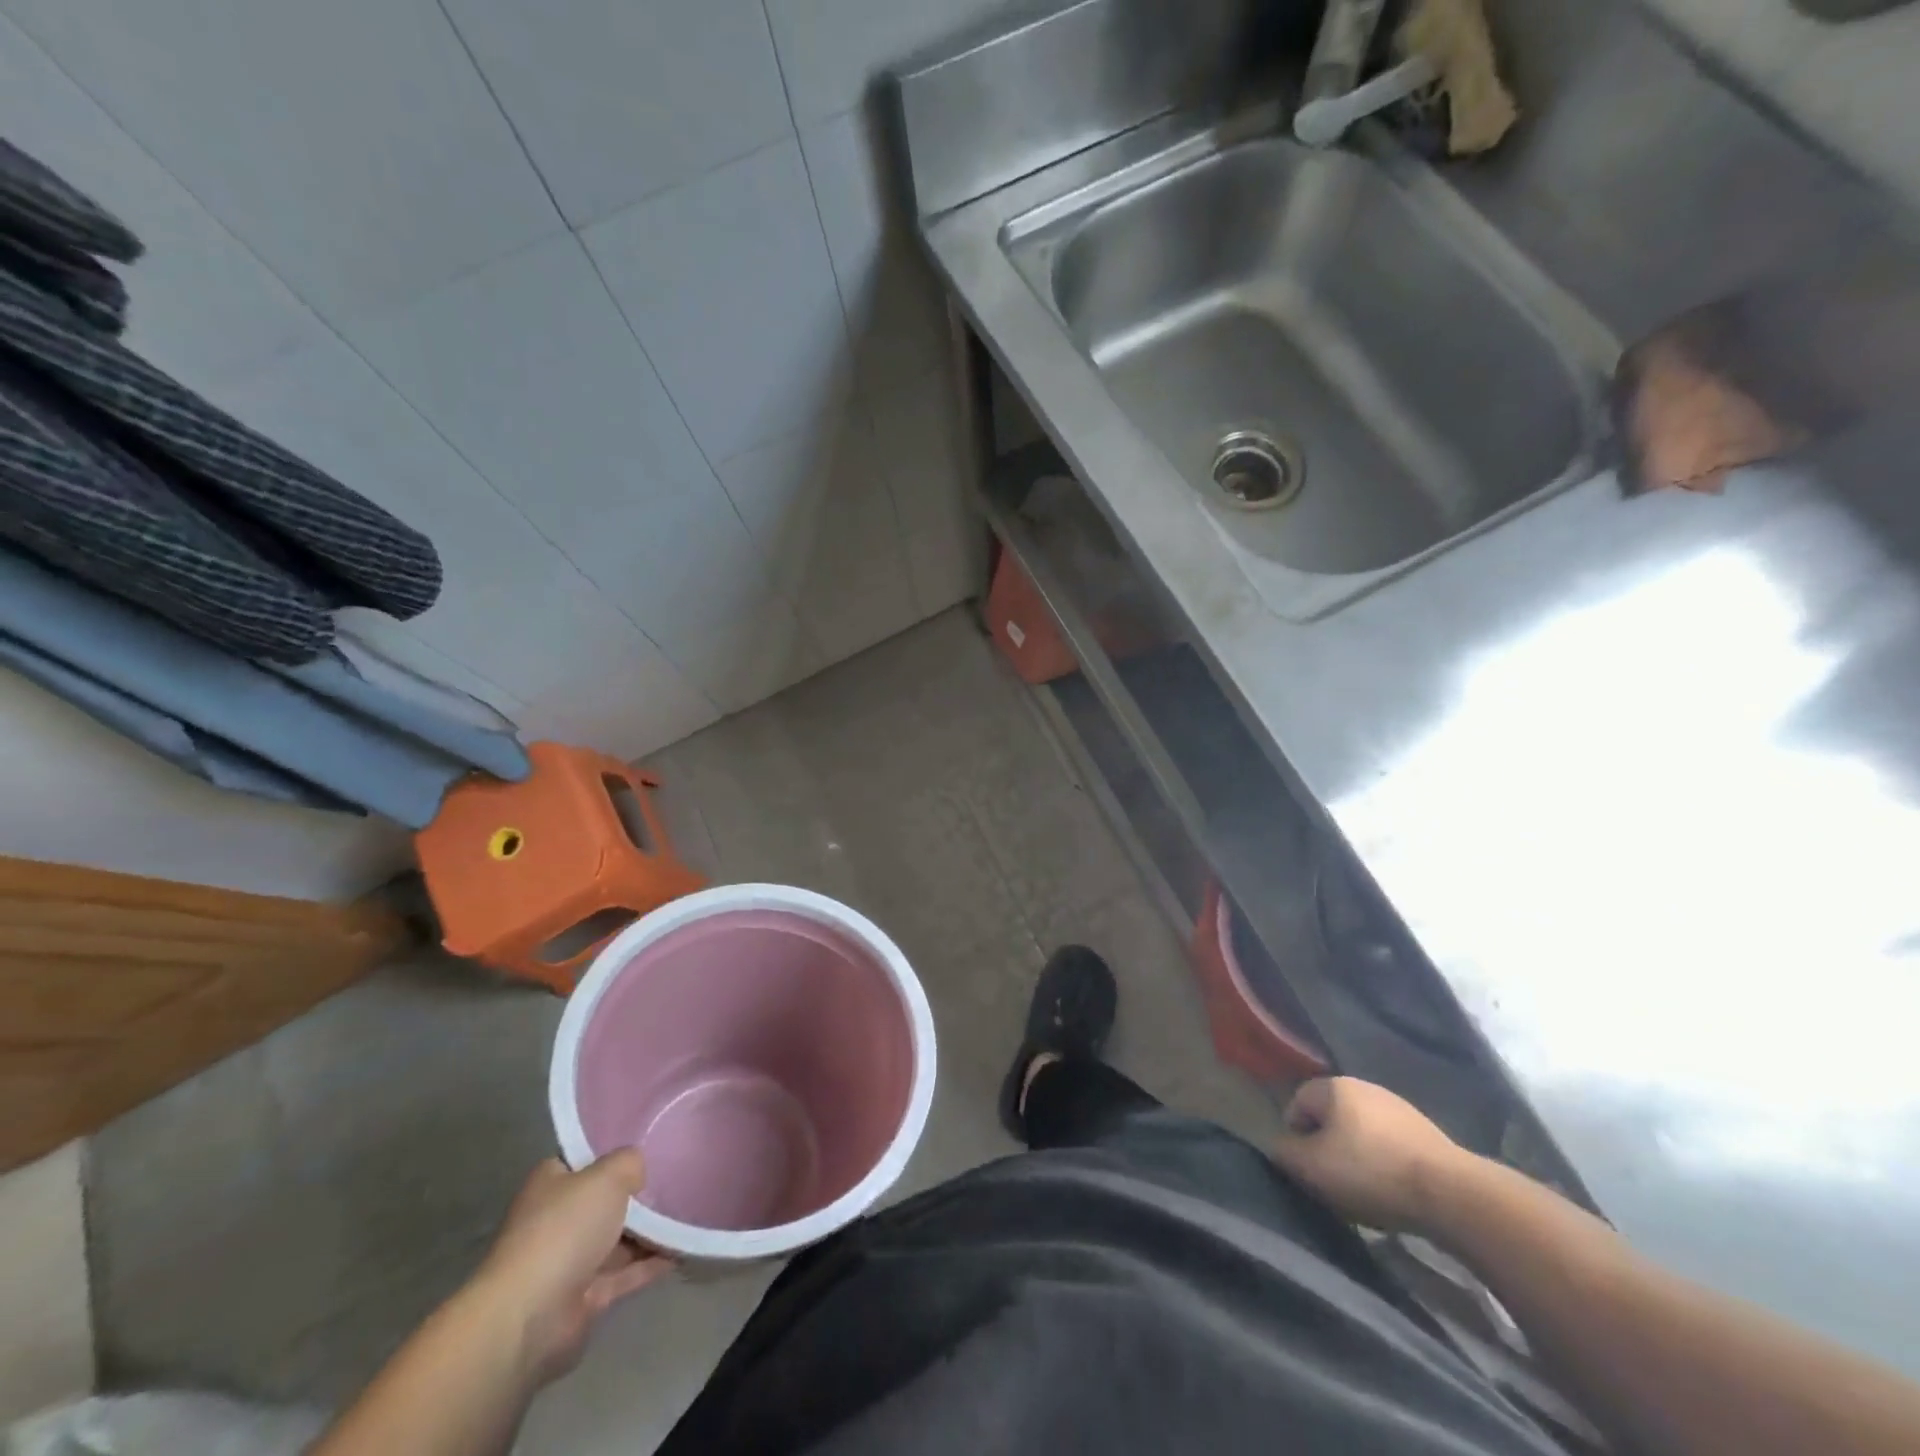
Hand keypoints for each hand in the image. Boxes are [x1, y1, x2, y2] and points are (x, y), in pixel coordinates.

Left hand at [473, 1152, 672, 1385]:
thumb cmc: (564, 1230)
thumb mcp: (607, 1176)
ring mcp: (570, 1261)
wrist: (531, 1317)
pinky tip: (683, 1249)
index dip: (613, 1153)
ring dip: (650, 1231)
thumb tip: (638, 1171)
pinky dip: (652, 1263)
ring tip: (690, 1212)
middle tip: (678, 1178)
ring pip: (618, 1239)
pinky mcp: (585, 1297)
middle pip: (604, 1201)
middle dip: (638, 1195)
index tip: (650, 1147)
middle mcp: (557, 1220)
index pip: (584, 1161)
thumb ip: (629, 1163)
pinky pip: (626, 1273)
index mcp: (551, 1184)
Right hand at [1270, 1077, 1472, 1233]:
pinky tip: (1394, 1188)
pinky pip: (1391, 1144)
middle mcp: (1364, 1086)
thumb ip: (1284, 1153)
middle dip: (1327, 1144)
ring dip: (1358, 1154)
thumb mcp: (1311, 1167)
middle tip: (1332, 1180)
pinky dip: (1386, 1162)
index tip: (1305, 1168)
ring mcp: (1399, 1106)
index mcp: (1333, 1086)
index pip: (1297, 1102)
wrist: (1452, 1194)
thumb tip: (1279, 1147)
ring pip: (1362, 1130)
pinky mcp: (1428, 1131)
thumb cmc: (1370, 1172)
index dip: (1295, 1135)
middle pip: (1331, 1115)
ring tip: (1365, 1189)